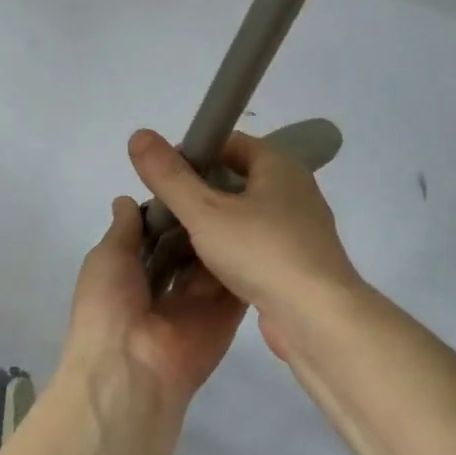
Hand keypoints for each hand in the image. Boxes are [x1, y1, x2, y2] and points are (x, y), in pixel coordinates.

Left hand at [61, 196, 245, 416]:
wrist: (133, 370)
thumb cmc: (109, 306)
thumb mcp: (106, 257)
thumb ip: (124, 228)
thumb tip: (126, 199)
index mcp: (133, 270)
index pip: (159, 230)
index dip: (173, 203)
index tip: (193, 169)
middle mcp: (168, 283)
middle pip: (191, 242)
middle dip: (204, 215)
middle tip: (231, 174)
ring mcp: (199, 299)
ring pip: (216, 257)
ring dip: (227, 231)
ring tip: (250, 188)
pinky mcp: (227, 314)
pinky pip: (239, 281)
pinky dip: (250, 257)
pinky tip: (266, 222)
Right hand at [127, 129, 363, 361]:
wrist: (317, 319)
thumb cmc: (262, 252)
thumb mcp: (206, 212)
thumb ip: (171, 177)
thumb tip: (138, 135)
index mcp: (279, 165)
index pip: (230, 142)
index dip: (194, 152)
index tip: (163, 175)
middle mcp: (294, 190)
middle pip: (237, 178)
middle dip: (200, 190)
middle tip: (164, 209)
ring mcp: (300, 228)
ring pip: (246, 214)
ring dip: (214, 222)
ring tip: (176, 238)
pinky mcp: (298, 263)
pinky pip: (256, 244)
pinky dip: (231, 249)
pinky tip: (205, 268)